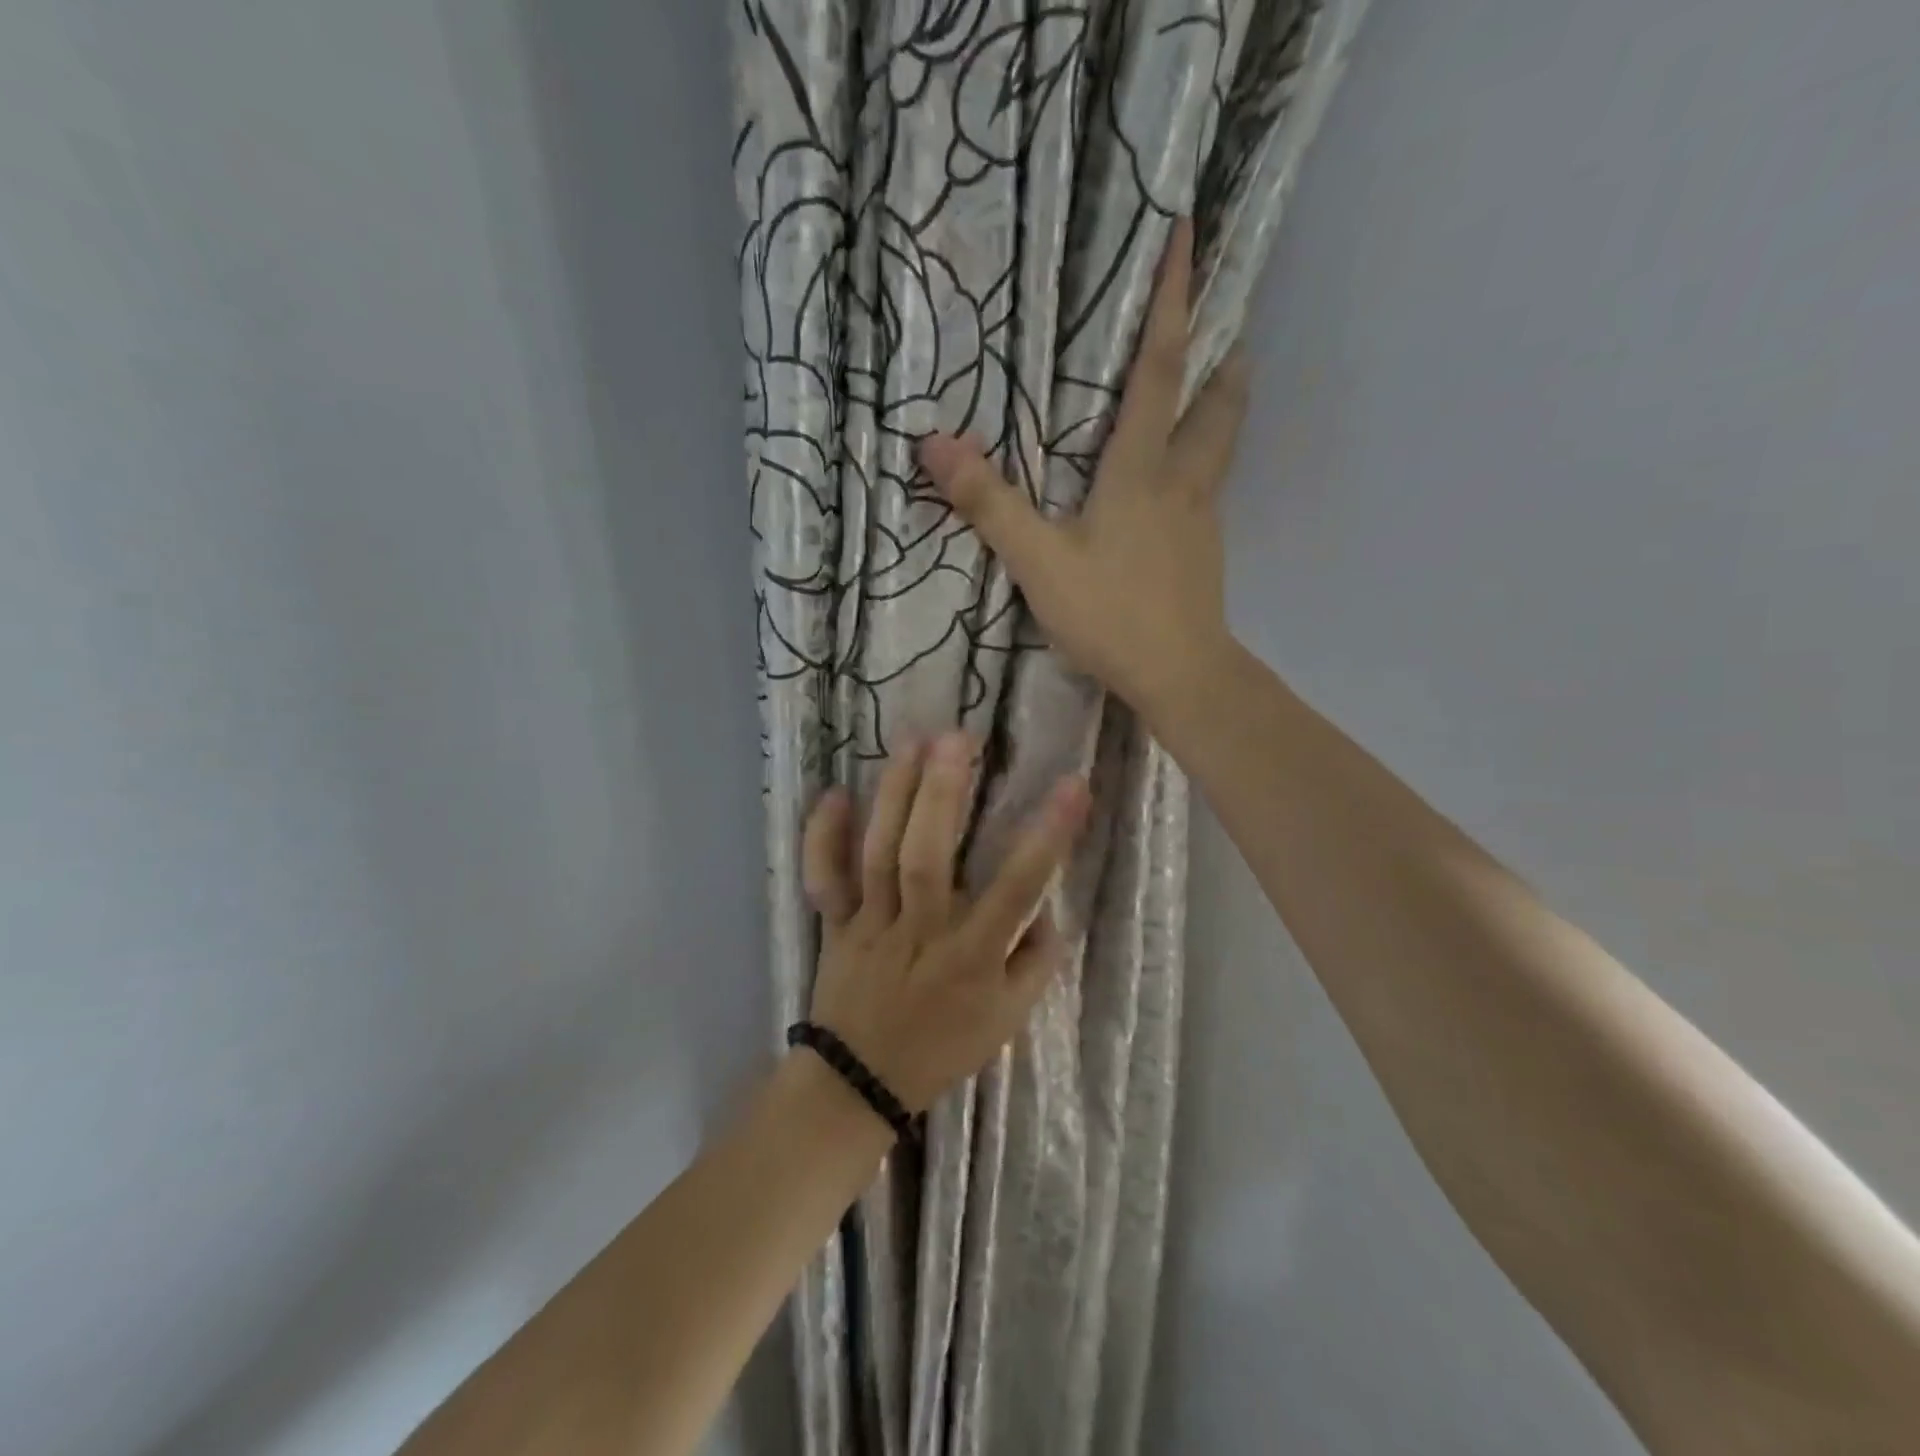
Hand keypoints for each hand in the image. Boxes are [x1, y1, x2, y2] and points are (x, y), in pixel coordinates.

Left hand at [800, 732, 1090, 1113]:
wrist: (861, 1083)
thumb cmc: (942, 1047)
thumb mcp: (1008, 1020)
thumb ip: (1035, 962)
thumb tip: (1048, 907)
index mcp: (971, 957)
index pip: (1017, 889)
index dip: (1048, 837)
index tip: (1073, 784)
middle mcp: (919, 932)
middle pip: (927, 857)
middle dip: (943, 795)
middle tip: (958, 737)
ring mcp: (870, 924)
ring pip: (878, 854)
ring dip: (894, 795)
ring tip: (912, 741)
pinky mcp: (835, 924)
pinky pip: (823, 879)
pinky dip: (822, 837)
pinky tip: (835, 792)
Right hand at [917, 217, 1249, 718]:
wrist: (1180, 675)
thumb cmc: (1111, 613)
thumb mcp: (1038, 562)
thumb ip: (990, 505)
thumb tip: (934, 444)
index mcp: (1142, 470)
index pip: (1160, 369)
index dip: (1173, 301)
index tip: (1189, 233)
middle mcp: (1182, 483)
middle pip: (1215, 405)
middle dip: (1223, 357)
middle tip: (1229, 325)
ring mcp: (1201, 520)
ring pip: (1221, 449)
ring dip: (1224, 408)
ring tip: (1219, 386)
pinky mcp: (1205, 556)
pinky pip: (1210, 492)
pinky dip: (1205, 466)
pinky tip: (1185, 486)